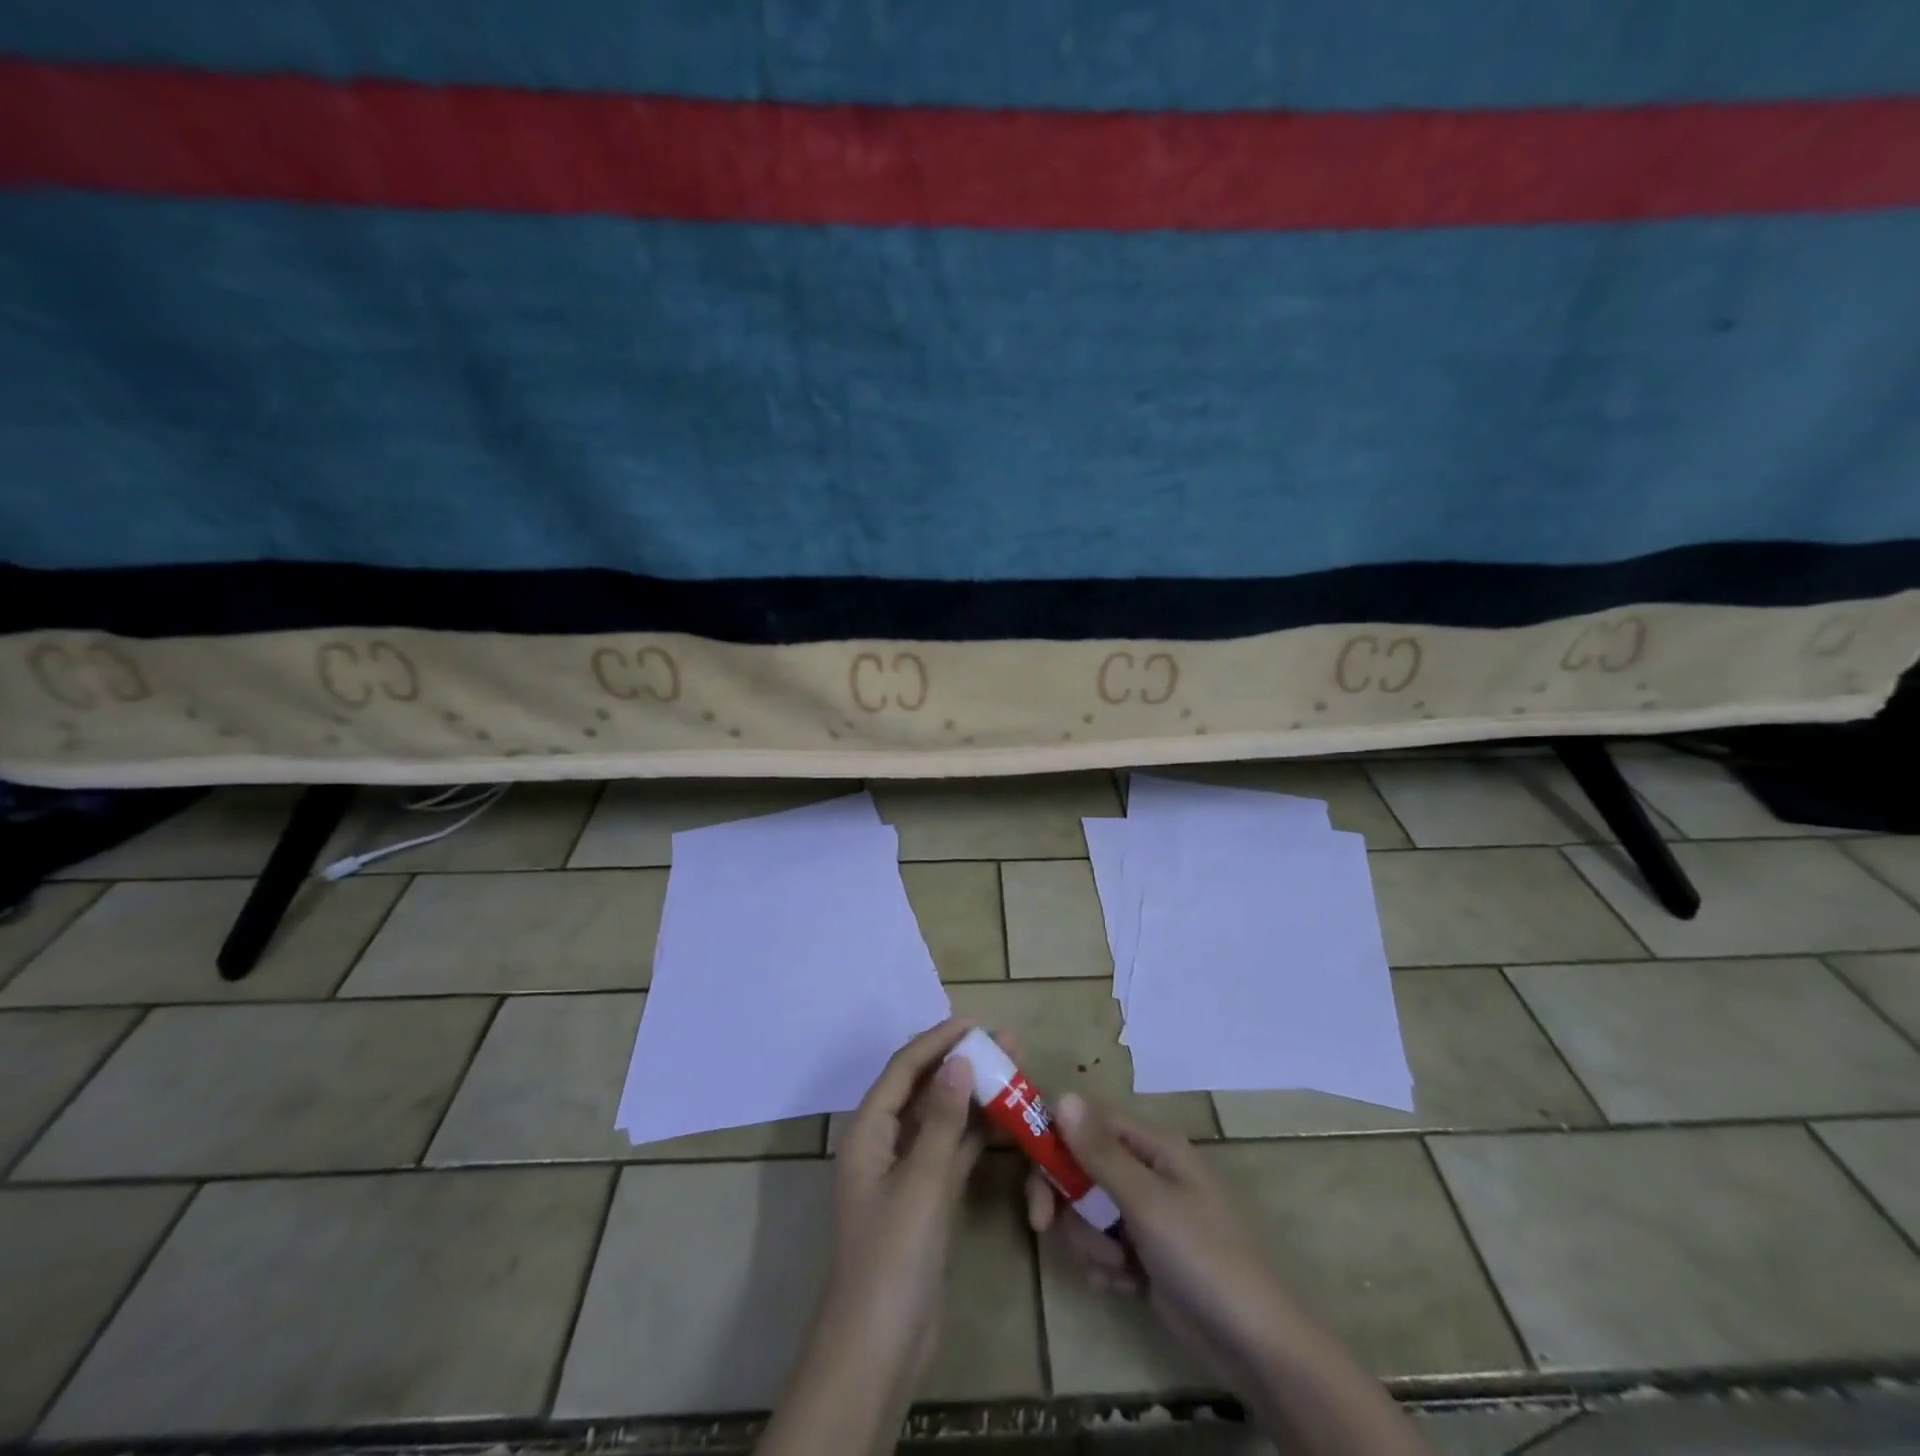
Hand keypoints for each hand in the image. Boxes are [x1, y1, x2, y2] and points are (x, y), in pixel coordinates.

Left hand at [821, 1017, 984, 1390]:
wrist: (878, 1350)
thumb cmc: (892, 1258)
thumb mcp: (920, 1183)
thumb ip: (942, 1121)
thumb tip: (959, 1061)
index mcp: (868, 1132)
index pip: (904, 1070)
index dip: (937, 1042)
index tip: (974, 1022)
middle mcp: (883, 1144)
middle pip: (923, 1090)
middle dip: (960, 1063)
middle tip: (1003, 1041)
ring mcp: (905, 1173)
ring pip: (941, 1120)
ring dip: (972, 1096)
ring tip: (1012, 1069)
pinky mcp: (925, 1200)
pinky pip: (951, 1152)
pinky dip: (975, 1134)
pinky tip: (1004, 1118)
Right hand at [1024, 1093, 1295, 1375]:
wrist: (1257, 1348)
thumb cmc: (1205, 1259)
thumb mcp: (1148, 1203)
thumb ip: (1100, 1152)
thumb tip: (1062, 1095)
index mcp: (1153, 1146)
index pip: (1088, 1121)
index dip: (1054, 1140)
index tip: (1031, 1173)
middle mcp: (1147, 1171)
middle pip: (1080, 1166)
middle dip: (1064, 1199)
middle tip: (1044, 1226)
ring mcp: (1146, 1215)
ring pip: (1087, 1211)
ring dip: (1089, 1242)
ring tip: (1117, 1269)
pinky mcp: (1144, 1255)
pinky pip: (1103, 1246)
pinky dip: (1104, 1266)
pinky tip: (1125, 1286)